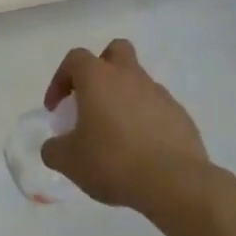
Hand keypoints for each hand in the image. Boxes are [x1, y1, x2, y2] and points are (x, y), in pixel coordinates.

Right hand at [41, 39, 212, 218]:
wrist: (173, 183)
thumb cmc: (112, 162)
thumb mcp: (69, 161)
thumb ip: (54, 149)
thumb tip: (54, 146)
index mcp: (98, 78)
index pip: (75, 59)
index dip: (61, 79)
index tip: (56, 108)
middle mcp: (129, 76)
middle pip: (116, 52)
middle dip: (101, 68)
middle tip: (92, 99)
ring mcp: (159, 94)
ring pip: (138, 82)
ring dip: (124, 99)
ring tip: (117, 134)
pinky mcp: (180, 115)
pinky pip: (157, 108)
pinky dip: (146, 120)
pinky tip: (142, 150)